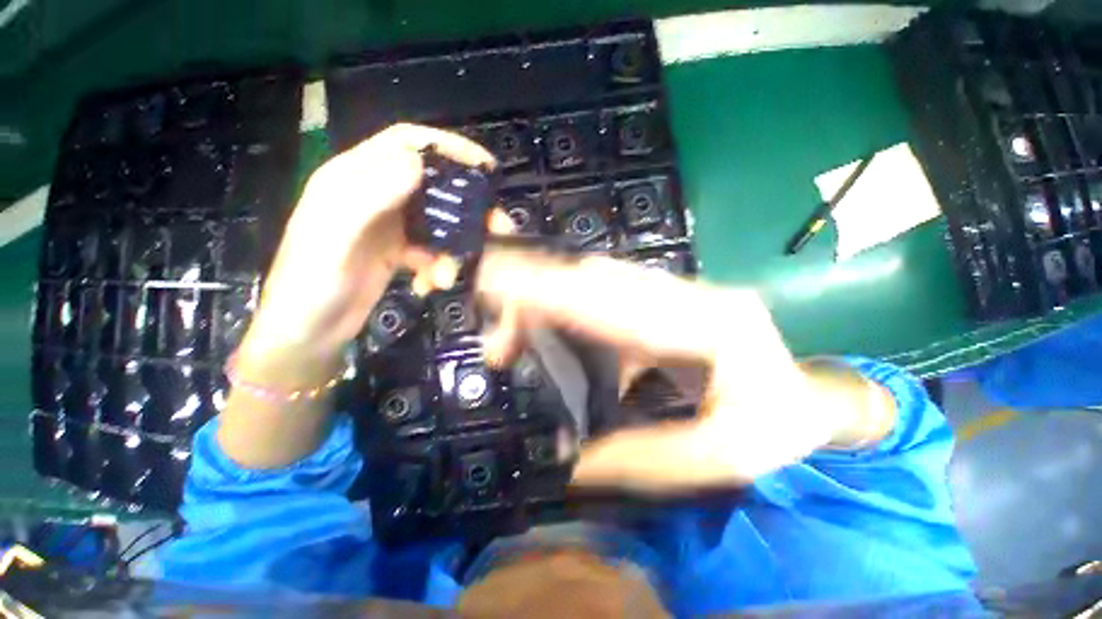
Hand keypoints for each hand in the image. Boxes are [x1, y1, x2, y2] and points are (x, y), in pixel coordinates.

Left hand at [237, 124, 494, 373]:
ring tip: (449, 276)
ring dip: (452, 248)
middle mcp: (375, 195)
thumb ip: (370, 196)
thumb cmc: (311, 284)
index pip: (407, 144)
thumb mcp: (334, 237)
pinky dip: (438, 266)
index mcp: (354, 178)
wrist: (308, 333)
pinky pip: (432, 250)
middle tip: (498, 228)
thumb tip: (418, 161)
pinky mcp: (398, 251)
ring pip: (438, 222)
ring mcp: (389, 225)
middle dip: (467, 207)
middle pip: (433, 186)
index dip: (447, 147)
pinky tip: (429, 284)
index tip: (485, 166)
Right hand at [475, 248, 869, 493]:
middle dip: (540, 291)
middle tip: (495, 317)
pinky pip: (605, 295)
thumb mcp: (724, 459)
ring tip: (511, 329)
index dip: (557, 292)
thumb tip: (571, 461)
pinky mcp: (660, 302)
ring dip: (548, 298)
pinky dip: (566, 306)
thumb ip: (646, 457)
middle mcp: (690, 293)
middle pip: (601, 280)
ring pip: (599, 281)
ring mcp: (675, 292)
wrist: (806, 397)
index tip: (505, 286)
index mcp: (713, 323)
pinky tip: (542, 328)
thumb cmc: (776, 428)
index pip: (620, 301)